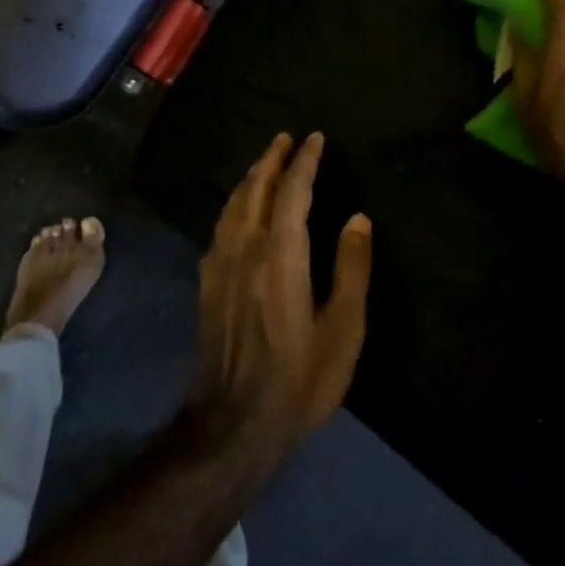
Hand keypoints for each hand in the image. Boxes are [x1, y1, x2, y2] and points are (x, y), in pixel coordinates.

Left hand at [186, 133, 371, 470]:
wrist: (231, 427)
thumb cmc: (298, 381)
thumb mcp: (342, 331)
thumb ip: (351, 270)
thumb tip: (357, 217)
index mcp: (281, 255)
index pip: (292, 192)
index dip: (304, 161)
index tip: (315, 138)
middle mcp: (246, 249)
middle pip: (256, 189)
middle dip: (272, 158)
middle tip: (287, 137)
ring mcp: (221, 265)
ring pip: (234, 204)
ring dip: (251, 176)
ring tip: (265, 161)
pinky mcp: (207, 283)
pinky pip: (220, 225)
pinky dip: (233, 203)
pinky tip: (237, 209)